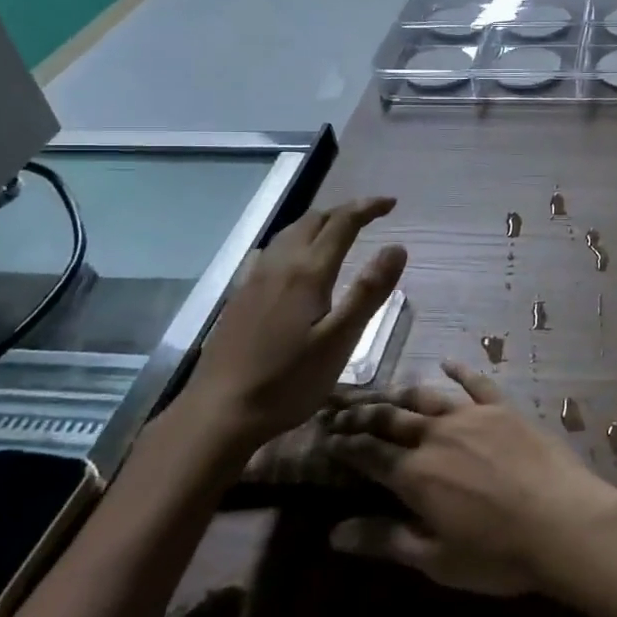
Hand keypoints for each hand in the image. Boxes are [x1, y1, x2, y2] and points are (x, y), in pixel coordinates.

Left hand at [186, 198, 405, 451]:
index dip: (367, 208)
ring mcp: (254, 280)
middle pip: (313, 221)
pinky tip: (286, 259)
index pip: (342, 223)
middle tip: (370, 215)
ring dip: (317, 223)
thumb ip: (368, 292)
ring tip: (336, 230)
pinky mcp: (238, 297)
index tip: (391, 204)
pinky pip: (268, 253)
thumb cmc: (288, 381)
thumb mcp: (340, 341)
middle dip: (343, 212)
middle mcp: (279, 266)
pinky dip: (290, 242)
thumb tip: (397, 247)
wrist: (219, 412)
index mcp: (307, 272)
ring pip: (288, 233)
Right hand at [325, 362, 616, 596]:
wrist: (562, 522)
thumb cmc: (498, 553)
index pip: (368, 454)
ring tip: (384, 392)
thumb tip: (333, 534)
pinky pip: (477, 383)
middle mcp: (436, 436)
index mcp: (414, 475)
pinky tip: (448, 363)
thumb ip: (385, 541)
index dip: (345, 445)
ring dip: (401, 394)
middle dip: (362, 414)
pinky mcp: (503, 408)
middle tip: (342, 410)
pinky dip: (460, 371)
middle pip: (390, 419)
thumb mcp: (436, 559)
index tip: (327, 438)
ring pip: (426, 398)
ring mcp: (471, 416)